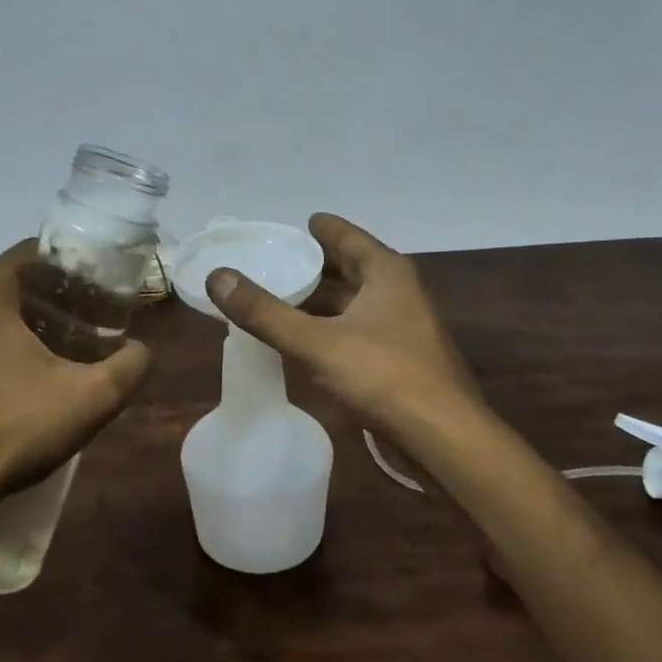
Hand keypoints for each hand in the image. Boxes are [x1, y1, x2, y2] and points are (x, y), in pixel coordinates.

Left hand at [0, 240, 150, 541]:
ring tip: (46, 355)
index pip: (30, 253)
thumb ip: (130, 365)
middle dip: (44, 297)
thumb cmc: (10, 431)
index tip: (94, 289)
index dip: (68, 266)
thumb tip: (140, 350)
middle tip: (80, 322)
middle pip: (4, 284)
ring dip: (11, 327)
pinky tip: (4, 388)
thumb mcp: (90, 399)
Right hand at [207, 213, 483, 452]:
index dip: (323, 229)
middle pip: (352, 269)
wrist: (444, 438)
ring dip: (323, 300)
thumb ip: (265, 312)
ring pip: (355, 302)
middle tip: (278, 261)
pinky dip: (332, 327)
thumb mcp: (316, 342)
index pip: (348, 237)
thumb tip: (218, 275)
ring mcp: (404, 327)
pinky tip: (308, 340)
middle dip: (317, 266)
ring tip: (283, 298)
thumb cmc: (384, 376)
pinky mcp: (402, 359)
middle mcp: (399, 292)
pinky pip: (359, 330)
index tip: (299, 223)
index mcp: (386, 273)